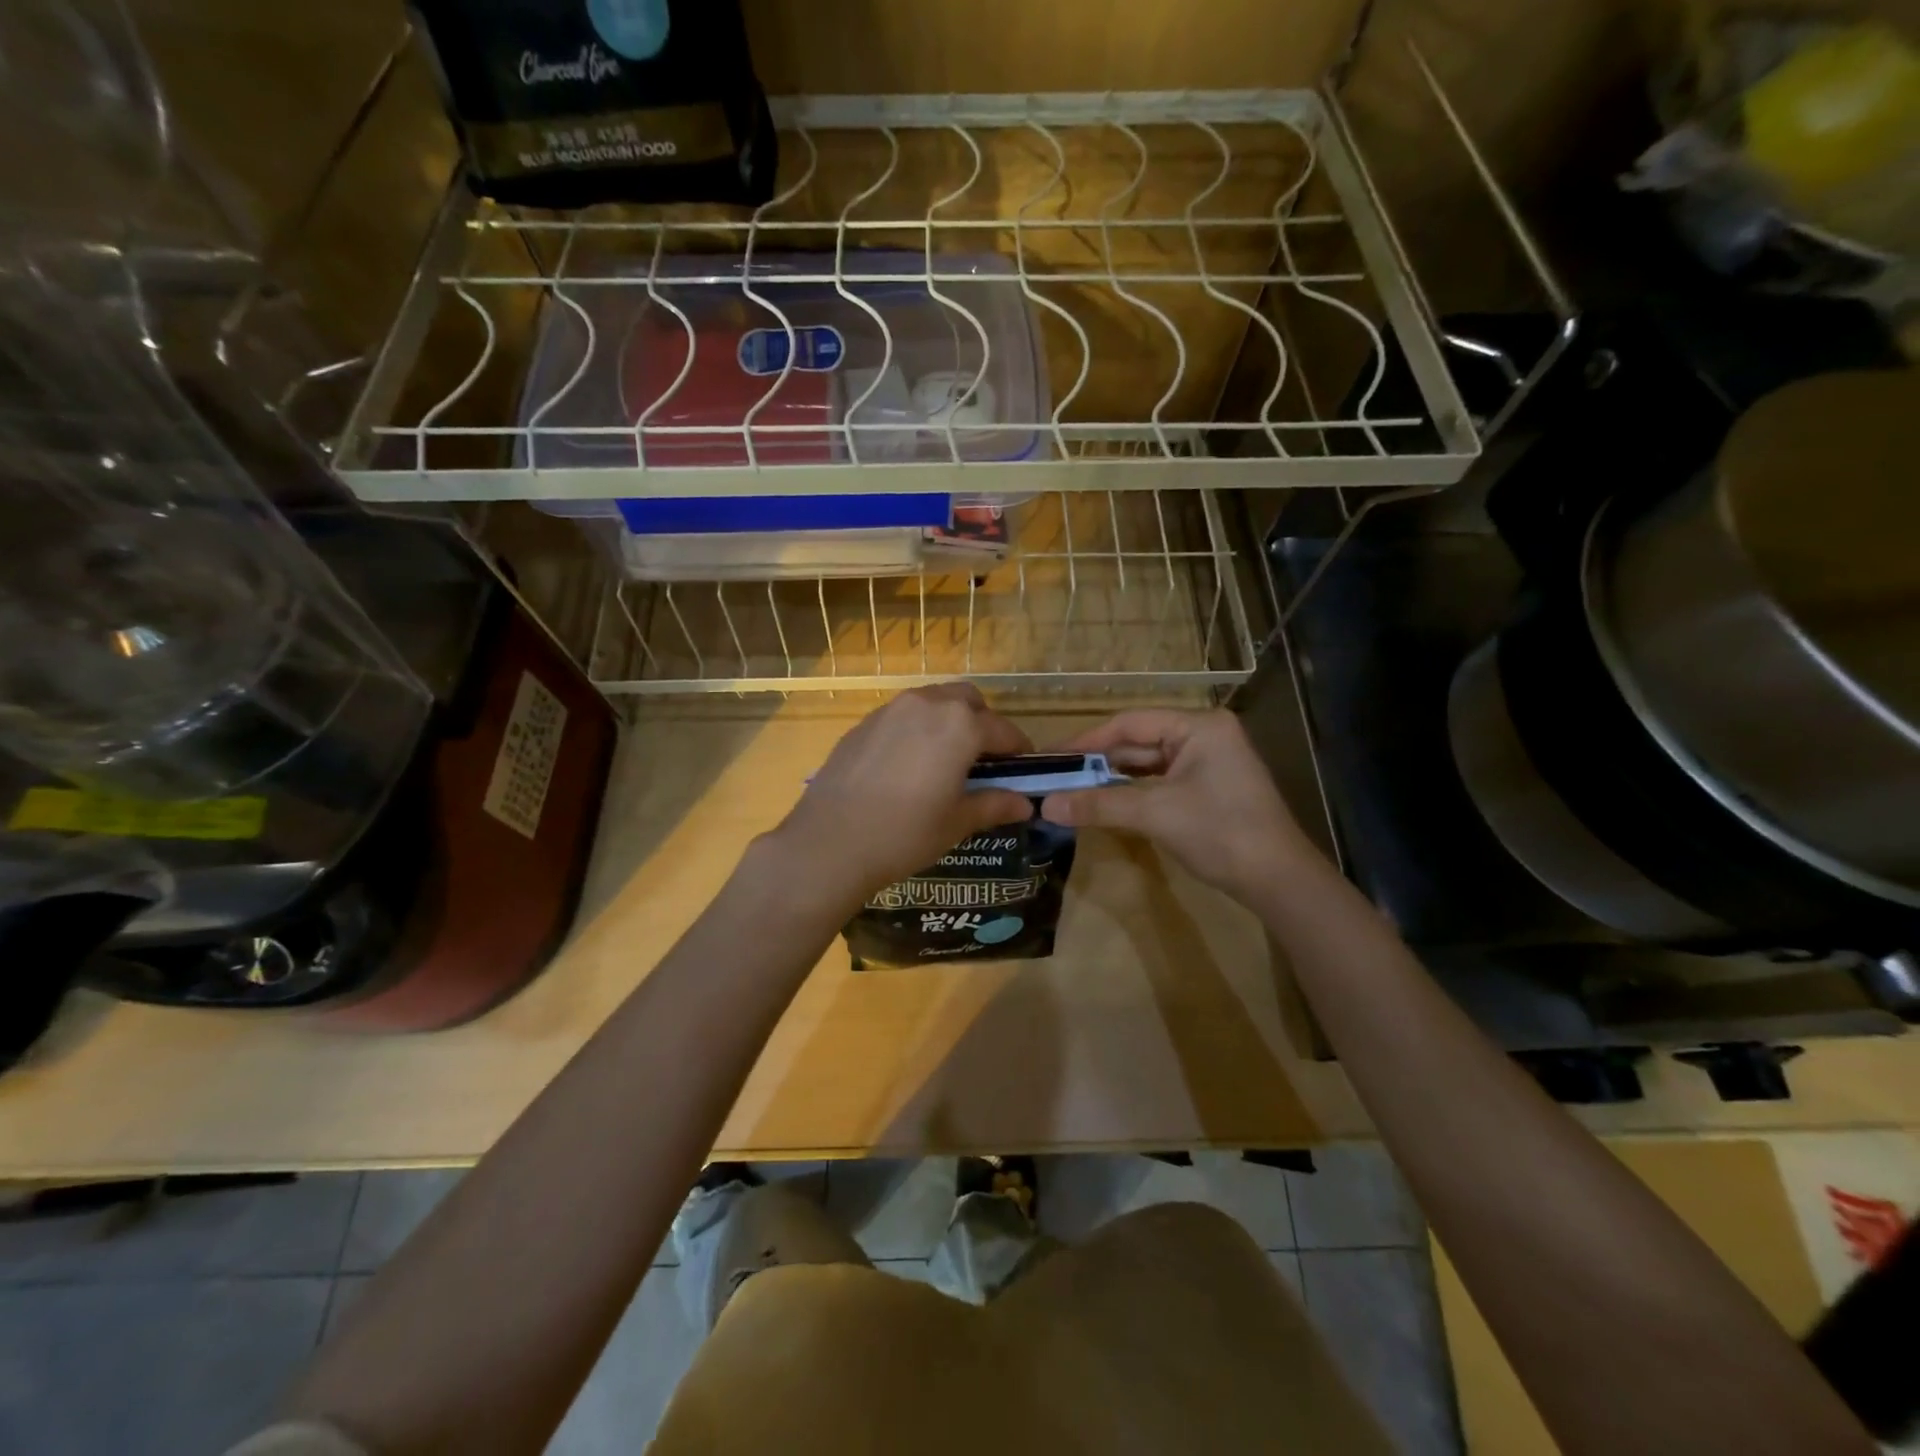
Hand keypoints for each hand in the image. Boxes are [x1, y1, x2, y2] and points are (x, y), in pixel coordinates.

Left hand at [766, 685, 1035, 906]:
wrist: (829, 842)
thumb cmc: (905, 833)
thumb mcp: (957, 822)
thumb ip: (994, 805)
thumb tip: (1025, 804)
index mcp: (960, 725)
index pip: (1003, 730)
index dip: (1019, 750)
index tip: (1023, 769)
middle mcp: (928, 704)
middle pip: (968, 701)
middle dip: (983, 723)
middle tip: (983, 760)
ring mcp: (891, 709)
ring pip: (933, 701)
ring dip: (949, 721)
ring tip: (945, 760)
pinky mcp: (864, 723)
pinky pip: (903, 715)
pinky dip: (917, 729)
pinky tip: (908, 765)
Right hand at [1039, 709, 1321, 903]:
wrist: (1279, 881)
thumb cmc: (1220, 833)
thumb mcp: (1155, 814)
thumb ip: (1099, 804)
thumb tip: (1046, 805)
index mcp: (1198, 726)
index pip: (1129, 723)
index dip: (1086, 741)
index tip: (1049, 757)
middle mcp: (1204, 735)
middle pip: (1137, 742)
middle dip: (1097, 762)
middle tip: (1054, 777)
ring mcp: (1208, 762)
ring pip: (1147, 764)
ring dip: (1112, 779)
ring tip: (1070, 789)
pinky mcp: (1208, 788)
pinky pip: (1160, 782)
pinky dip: (1132, 793)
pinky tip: (1105, 803)